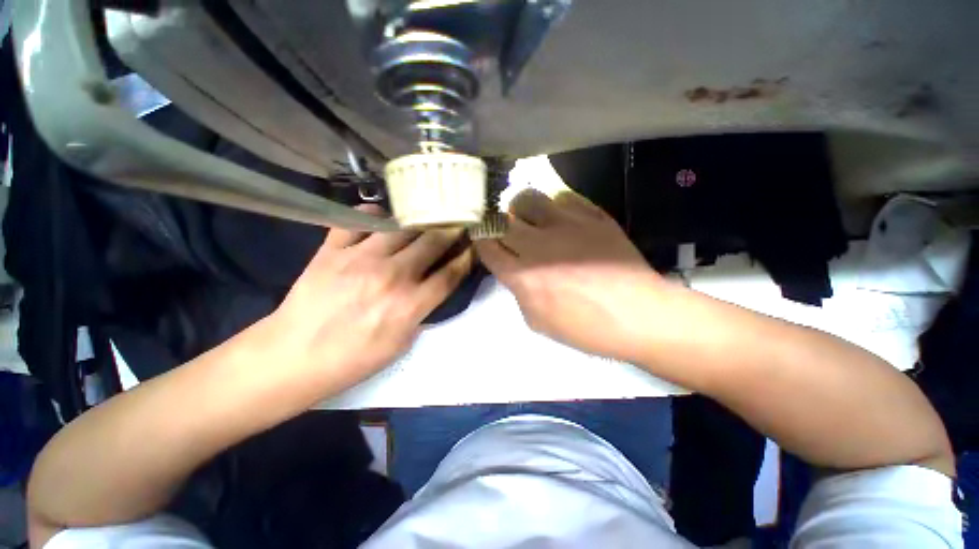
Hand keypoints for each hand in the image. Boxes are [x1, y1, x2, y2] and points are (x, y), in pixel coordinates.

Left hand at [269, 205, 473, 390]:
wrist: (292, 357)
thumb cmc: (352, 359)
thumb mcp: (401, 345)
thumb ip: (422, 313)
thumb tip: (433, 288)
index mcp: (410, 304)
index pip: (450, 274)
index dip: (465, 257)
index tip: (472, 246)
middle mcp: (391, 275)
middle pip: (432, 243)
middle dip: (450, 231)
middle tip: (456, 224)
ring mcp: (360, 258)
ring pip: (402, 227)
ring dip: (419, 223)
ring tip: (424, 220)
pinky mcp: (332, 250)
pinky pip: (357, 221)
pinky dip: (373, 216)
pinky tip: (381, 218)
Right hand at [476, 190, 663, 361]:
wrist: (639, 315)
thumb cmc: (587, 328)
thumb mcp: (538, 322)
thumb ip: (519, 292)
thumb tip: (514, 270)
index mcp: (523, 275)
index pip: (487, 246)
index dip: (481, 241)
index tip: (485, 241)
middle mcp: (538, 245)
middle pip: (501, 218)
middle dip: (497, 224)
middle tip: (506, 231)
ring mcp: (567, 225)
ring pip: (527, 198)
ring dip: (522, 209)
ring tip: (532, 220)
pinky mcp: (592, 216)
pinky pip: (563, 197)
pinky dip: (557, 206)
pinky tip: (564, 220)